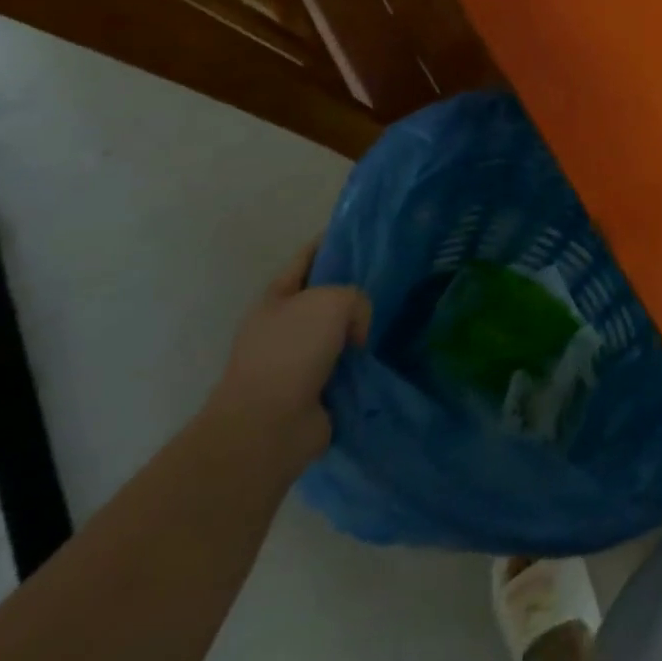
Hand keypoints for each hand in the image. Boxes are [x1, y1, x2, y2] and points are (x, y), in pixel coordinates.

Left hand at [204, 242, 370, 476]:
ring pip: (339, 332)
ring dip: (361, 330)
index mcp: (276, 297)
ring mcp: (296, 360)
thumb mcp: (332, 301)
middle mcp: (284, 325)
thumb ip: (355, 298)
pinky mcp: (312, 391)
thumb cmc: (292, 352)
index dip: (333, 242)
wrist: (267, 427)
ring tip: (394, 321)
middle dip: (354, 289)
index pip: (308, 257)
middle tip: (392, 281)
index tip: (366, 234)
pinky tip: (384, 356)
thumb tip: (355, 332)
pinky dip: (363, 364)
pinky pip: (346, 366)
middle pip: (326, 296)